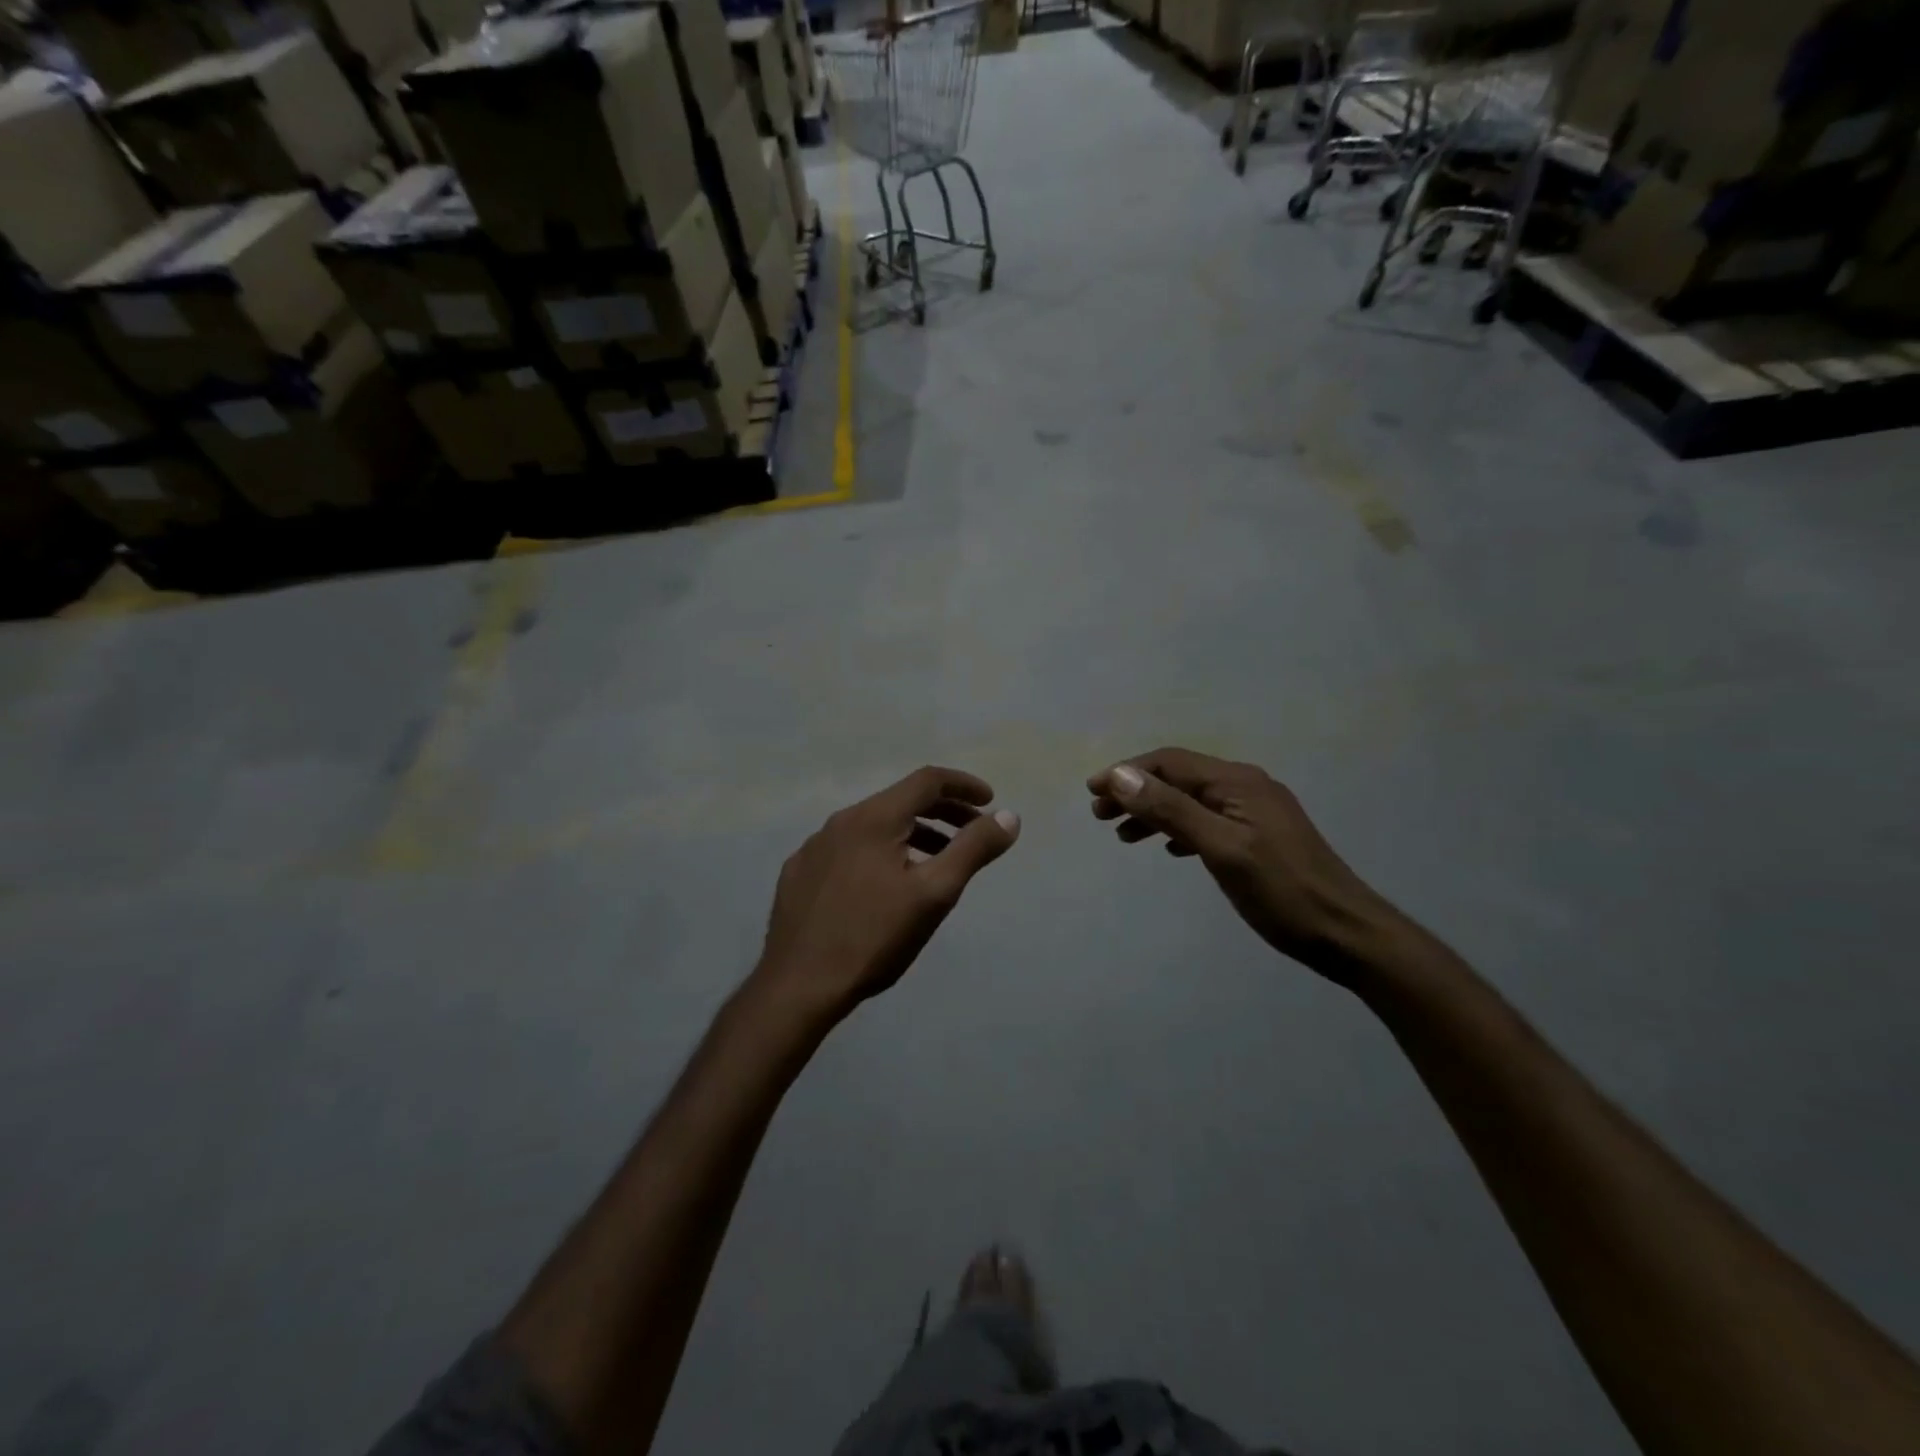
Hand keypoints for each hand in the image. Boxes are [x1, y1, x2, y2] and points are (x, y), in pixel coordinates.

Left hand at [756, 766, 1019, 1021]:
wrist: (798, 986)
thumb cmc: (874, 937)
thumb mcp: (935, 893)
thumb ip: (974, 849)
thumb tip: (1009, 816)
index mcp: (873, 818)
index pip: (927, 780)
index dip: (964, 785)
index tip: (990, 801)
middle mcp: (840, 821)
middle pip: (900, 801)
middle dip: (943, 811)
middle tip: (973, 832)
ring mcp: (814, 847)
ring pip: (874, 827)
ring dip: (913, 835)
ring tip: (937, 863)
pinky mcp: (799, 873)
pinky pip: (849, 849)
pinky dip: (879, 853)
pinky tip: (885, 887)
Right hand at [1087, 748, 1395, 983]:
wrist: (1347, 933)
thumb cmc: (1282, 891)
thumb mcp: (1221, 849)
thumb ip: (1172, 810)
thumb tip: (1121, 775)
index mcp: (1237, 782)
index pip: (1170, 762)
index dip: (1126, 773)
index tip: (1091, 792)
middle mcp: (1245, 787)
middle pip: (1178, 779)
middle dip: (1136, 792)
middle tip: (1100, 816)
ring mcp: (1256, 812)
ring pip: (1191, 801)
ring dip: (1154, 812)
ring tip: (1124, 836)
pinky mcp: (1261, 836)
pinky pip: (1208, 821)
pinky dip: (1180, 829)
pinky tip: (1169, 849)